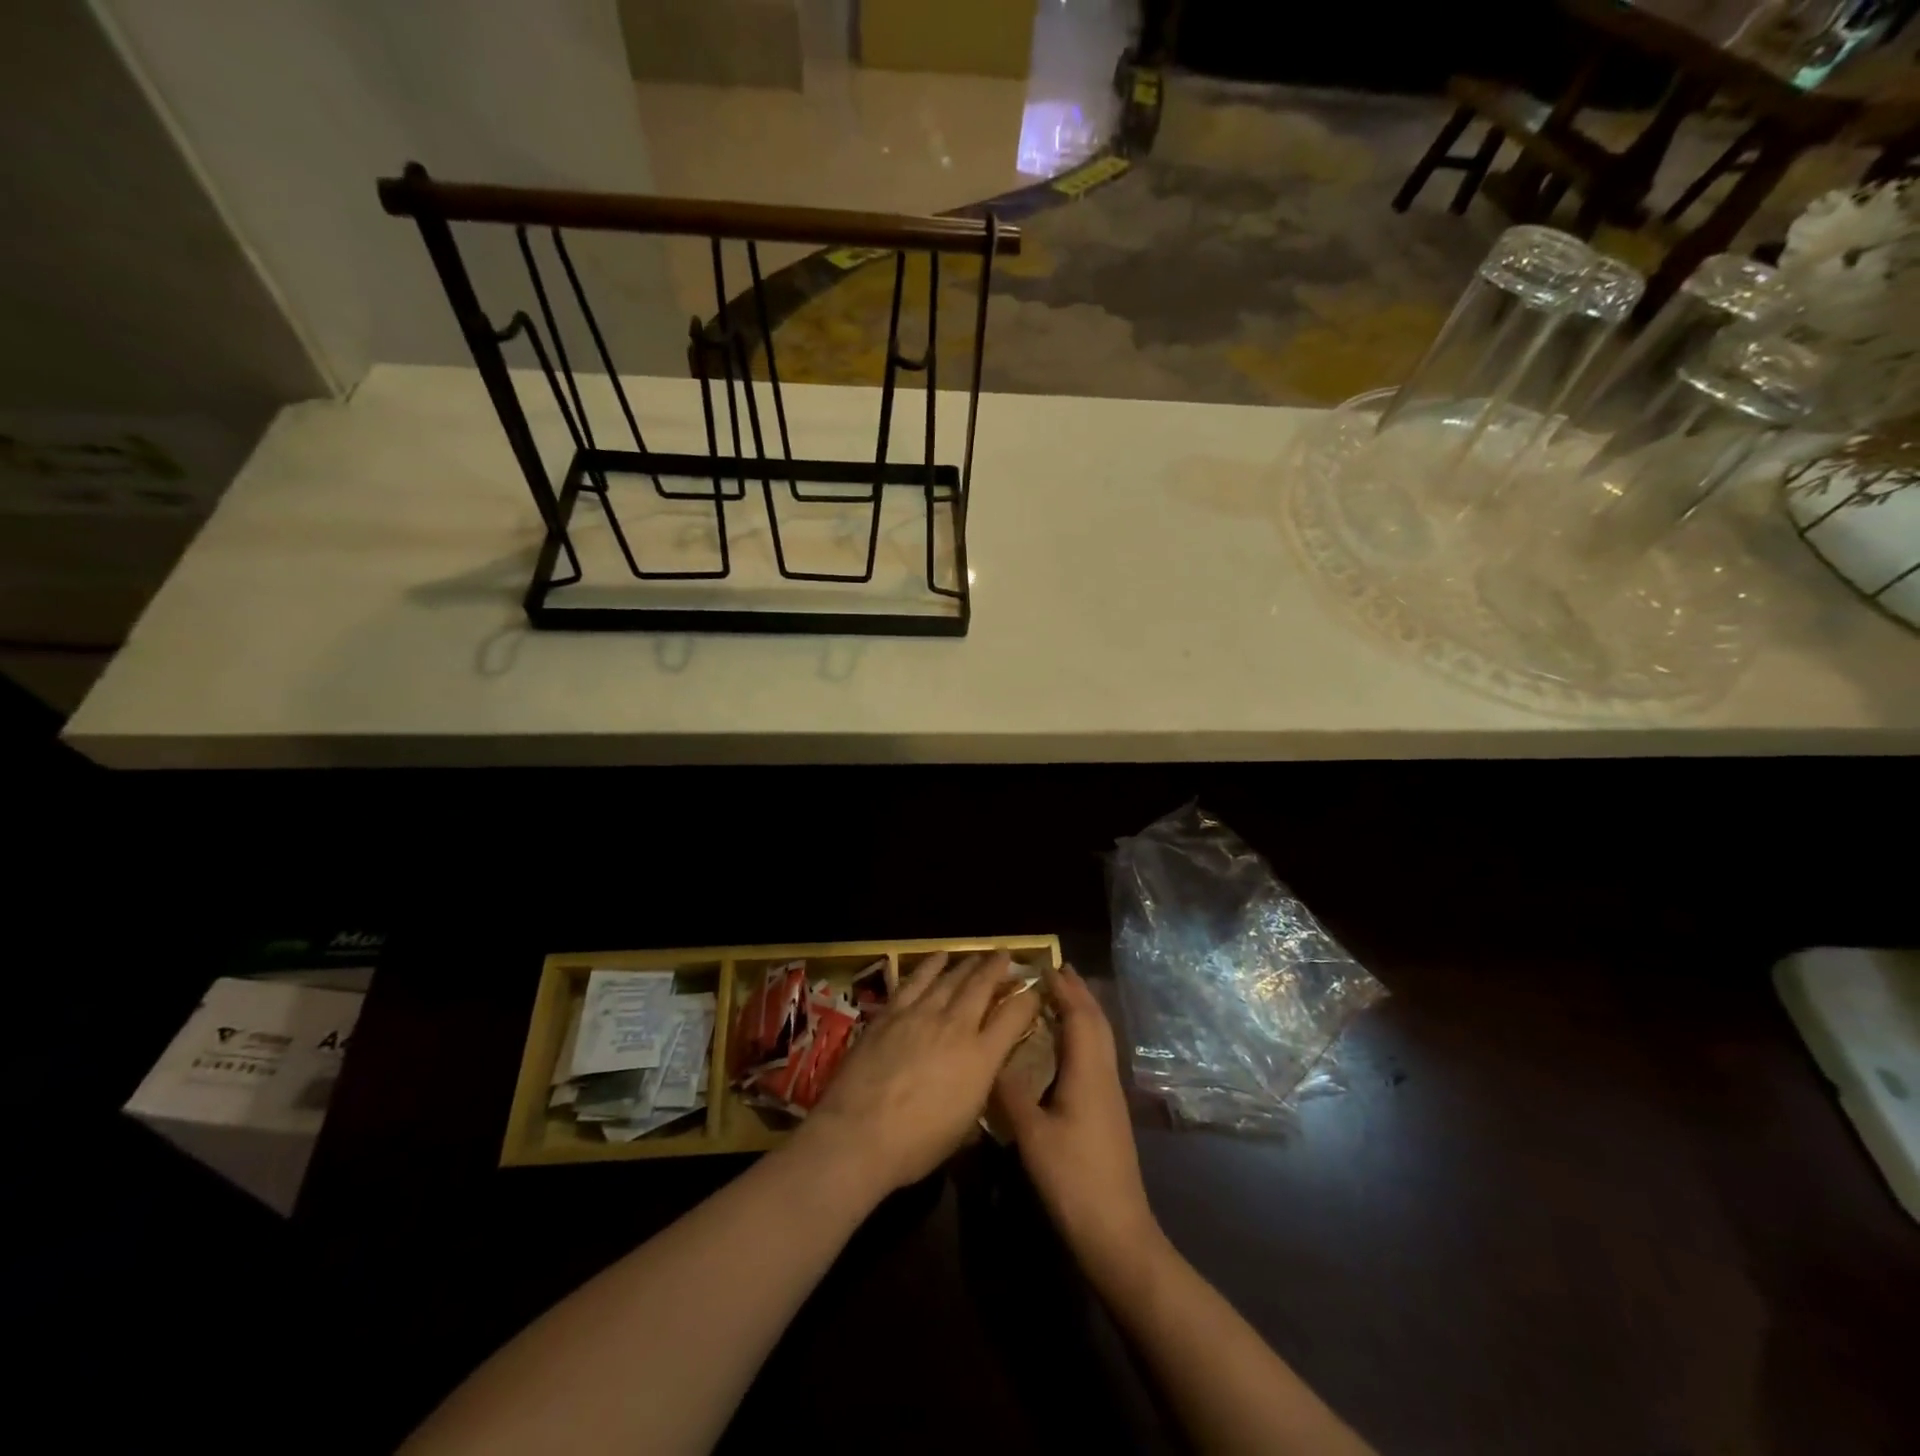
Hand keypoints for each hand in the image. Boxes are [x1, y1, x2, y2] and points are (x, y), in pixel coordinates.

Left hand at [793, 951, 1038, 1200]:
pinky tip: (938, 957)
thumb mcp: (964, 1126)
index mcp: (981, 1057)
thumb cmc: (916, 1145)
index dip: (1028, 999)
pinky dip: (930, 965)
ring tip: (978, 955)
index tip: (1034, 990)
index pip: (1014, 1016)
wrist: (859, 1134)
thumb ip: (978, 1090)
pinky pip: (916, 980)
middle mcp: (956, 1025)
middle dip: (998, 968)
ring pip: (951, 977)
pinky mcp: (891, 1012)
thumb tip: (983, 1076)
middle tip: (1005, 955)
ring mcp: (921, 1014)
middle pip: (982, 985)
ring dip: (968, 964)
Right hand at [990, 963, 1160, 1272]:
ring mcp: (1110, 1093)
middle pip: (1095, 1021)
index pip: (1078, 1015)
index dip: (1063, 988)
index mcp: (1087, 1072)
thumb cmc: (1073, 1180)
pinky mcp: (1108, 1110)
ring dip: (1082, 1011)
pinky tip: (1065, 1045)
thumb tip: (989, 1058)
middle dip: (1077, 992)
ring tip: (1059, 996)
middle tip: (1055, 969)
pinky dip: (1083, 1034)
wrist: (1117, 1232)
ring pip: (1100, 1038)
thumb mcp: (1032, 1135)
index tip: (1043, 964)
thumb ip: (1010, 1093)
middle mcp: (1103, 1074)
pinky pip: (1097, 1055)